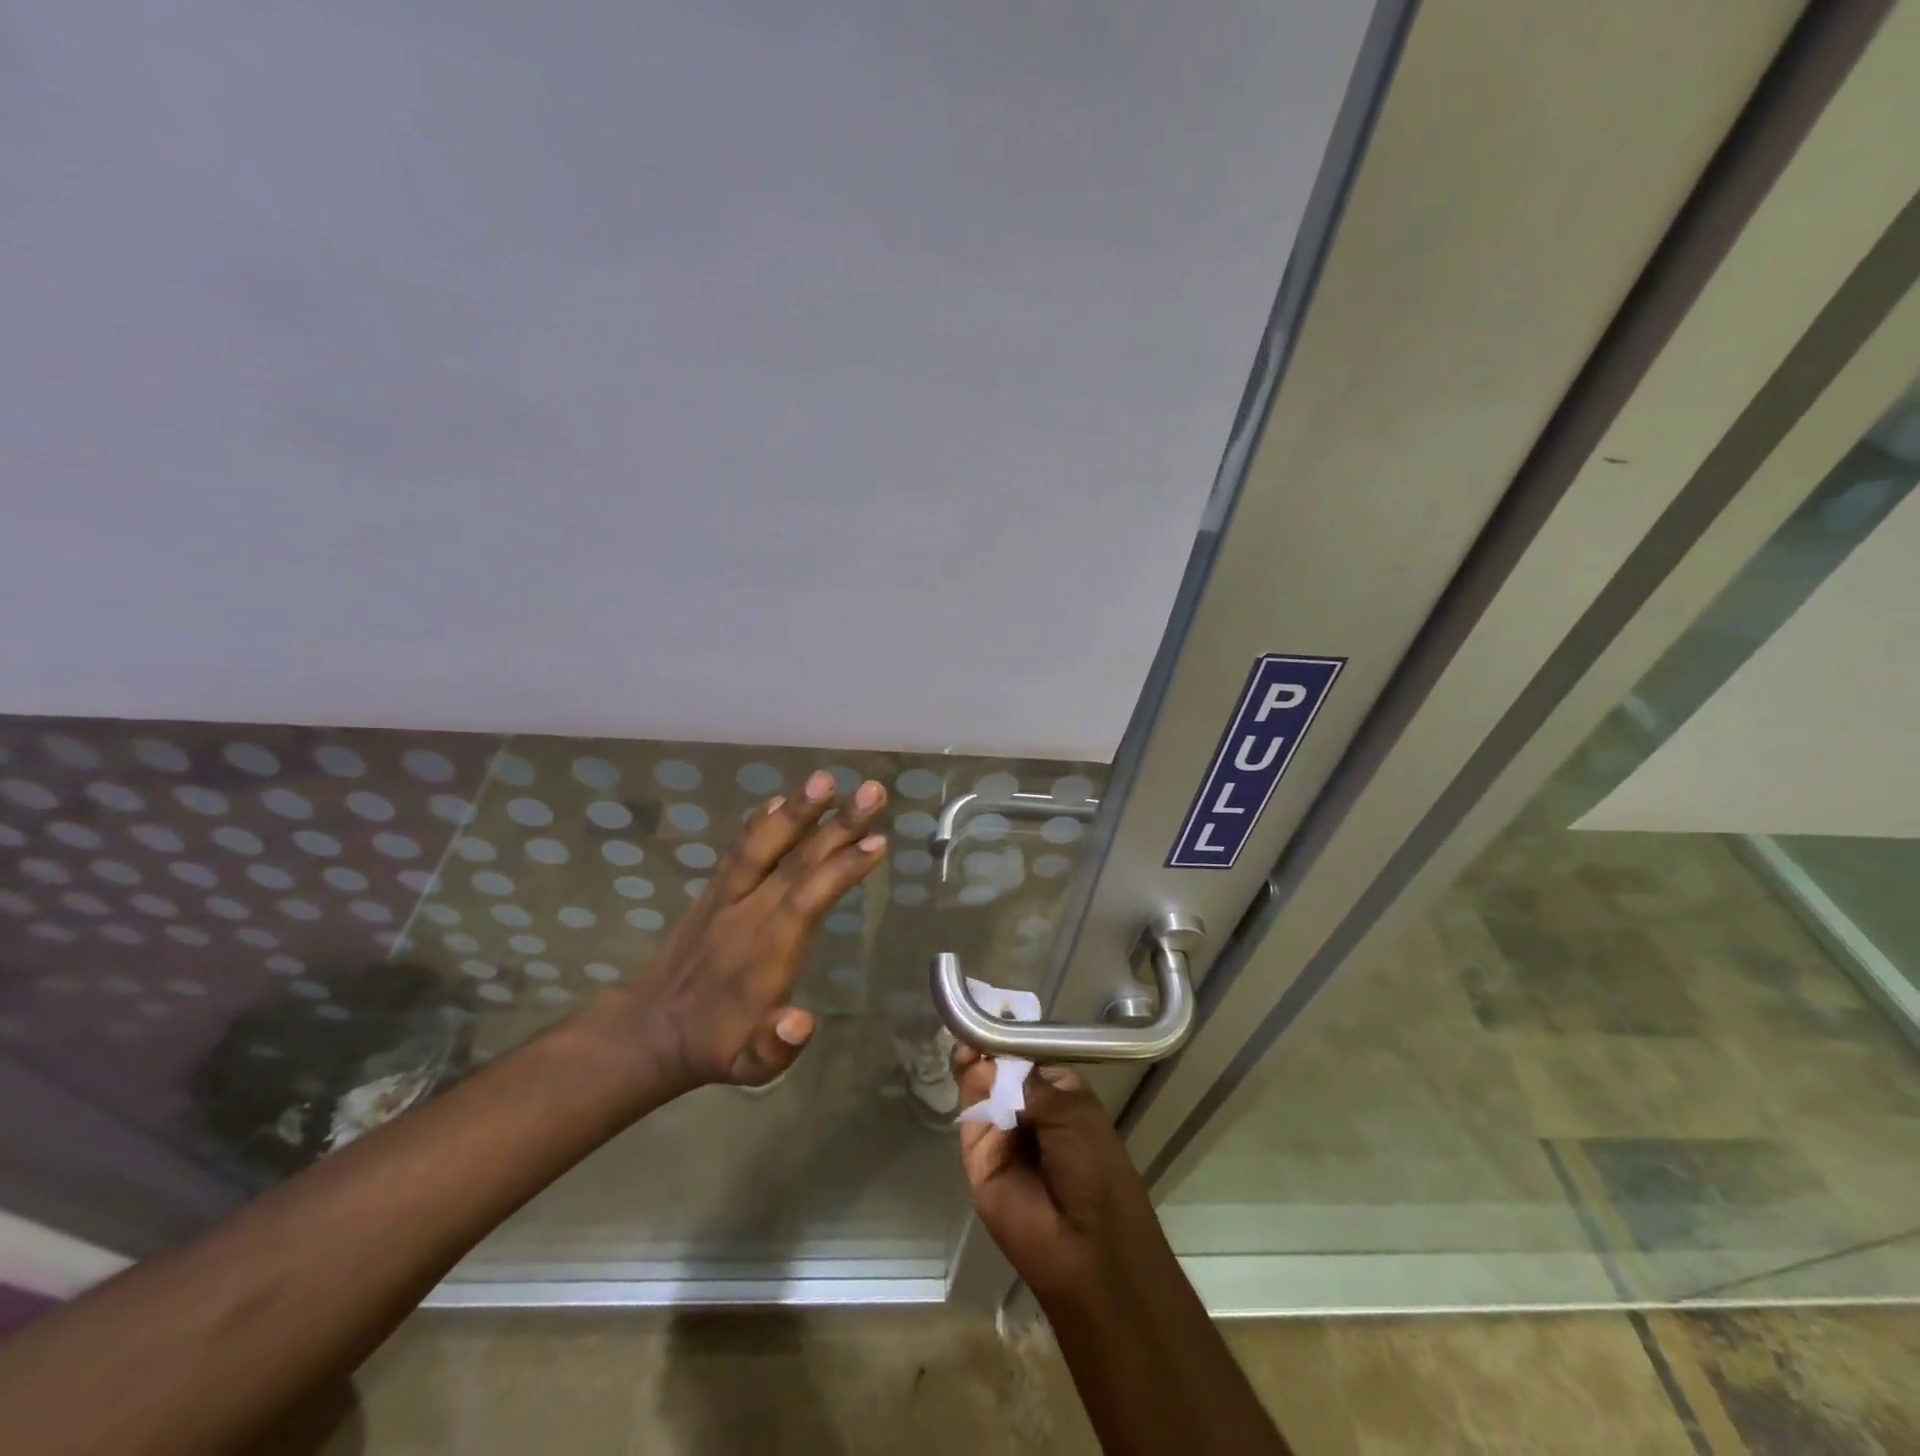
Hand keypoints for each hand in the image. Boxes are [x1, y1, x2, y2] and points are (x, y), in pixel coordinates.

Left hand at [584, 769, 886, 1095]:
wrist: (646, 1031)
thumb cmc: (714, 1046)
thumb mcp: (747, 1068)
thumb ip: (775, 1047)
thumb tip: (800, 1022)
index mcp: (764, 953)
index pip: (807, 899)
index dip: (842, 869)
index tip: (878, 841)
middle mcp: (747, 915)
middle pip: (796, 862)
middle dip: (837, 825)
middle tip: (872, 791)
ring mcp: (726, 898)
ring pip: (763, 846)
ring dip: (796, 810)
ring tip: (825, 778)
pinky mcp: (712, 892)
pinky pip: (738, 850)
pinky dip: (759, 822)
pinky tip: (780, 799)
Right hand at [954, 1046, 1167, 1303]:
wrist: (1087, 1248)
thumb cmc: (1094, 1170)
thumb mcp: (1072, 1112)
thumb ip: (1028, 1082)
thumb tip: (994, 1057)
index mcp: (1059, 1096)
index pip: (1028, 1058)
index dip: (1011, 1039)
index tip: (993, 1011)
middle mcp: (1029, 1111)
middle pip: (1000, 1070)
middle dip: (988, 1048)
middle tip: (975, 1027)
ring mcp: (1002, 1134)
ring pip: (981, 1089)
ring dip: (975, 1063)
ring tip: (969, 1042)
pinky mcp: (977, 1157)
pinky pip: (970, 1117)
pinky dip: (967, 1088)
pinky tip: (967, 1063)